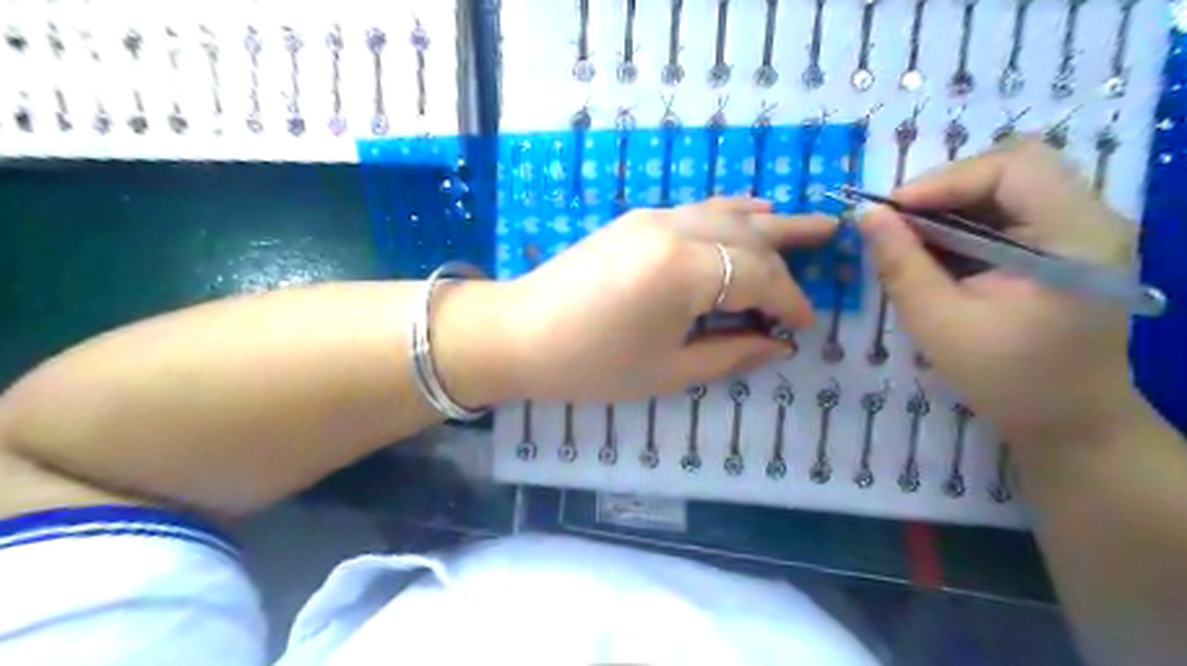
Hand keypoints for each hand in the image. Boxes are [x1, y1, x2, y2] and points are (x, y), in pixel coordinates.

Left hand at [492, 197, 833, 402]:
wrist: (519, 333)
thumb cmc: (592, 364)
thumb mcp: (667, 370)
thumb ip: (731, 353)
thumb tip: (780, 345)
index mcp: (686, 271)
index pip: (759, 279)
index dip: (789, 302)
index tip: (805, 325)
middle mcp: (676, 230)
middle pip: (749, 238)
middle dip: (789, 252)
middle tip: (831, 246)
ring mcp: (653, 218)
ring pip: (727, 213)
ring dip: (767, 222)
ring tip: (805, 224)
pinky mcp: (637, 218)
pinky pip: (697, 209)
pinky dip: (730, 211)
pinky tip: (748, 212)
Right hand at [863, 138, 1140, 444]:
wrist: (1069, 424)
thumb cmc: (1006, 379)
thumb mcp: (938, 322)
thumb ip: (900, 264)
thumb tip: (865, 214)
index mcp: (1075, 238)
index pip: (1015, 167)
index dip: (945, 180)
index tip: (890, 212)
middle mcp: (1091, 221)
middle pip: (1015, 167)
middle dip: (946, 188)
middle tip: (898, 222)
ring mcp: (1083, 232)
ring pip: (1011, 187)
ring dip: (952, 205)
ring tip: (910, 238)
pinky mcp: (1067, 248)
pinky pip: (1011, 213)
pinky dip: (966, 224)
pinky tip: (938, 252)